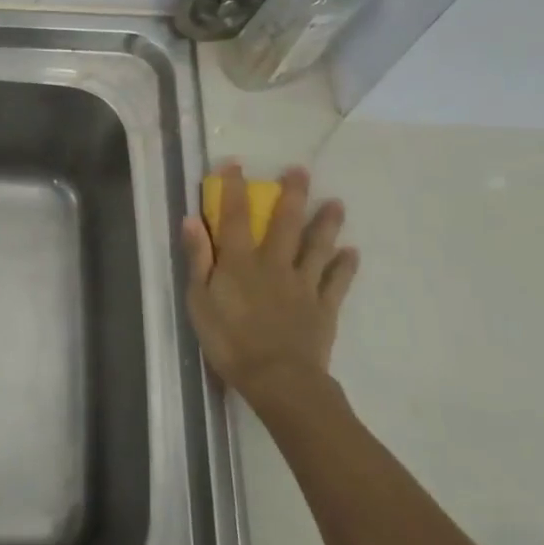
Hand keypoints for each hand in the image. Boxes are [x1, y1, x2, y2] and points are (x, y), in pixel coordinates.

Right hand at [181, 163, 357, 412]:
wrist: (279, 379)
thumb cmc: (229, 341)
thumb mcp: (199, 301)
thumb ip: (198, 259)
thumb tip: (191, 220)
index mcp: (240, 262)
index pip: (234, 216)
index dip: (234, 189)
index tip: (235, 164)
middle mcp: (274, 264)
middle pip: (284, 223)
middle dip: (292, 194)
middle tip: (300, 170)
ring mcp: (303, 284)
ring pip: (317, 246)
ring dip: (326, 223)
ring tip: (336, 203)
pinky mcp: (323, 306)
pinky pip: (336, 281)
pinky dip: (345, 265)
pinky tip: (352, 252)